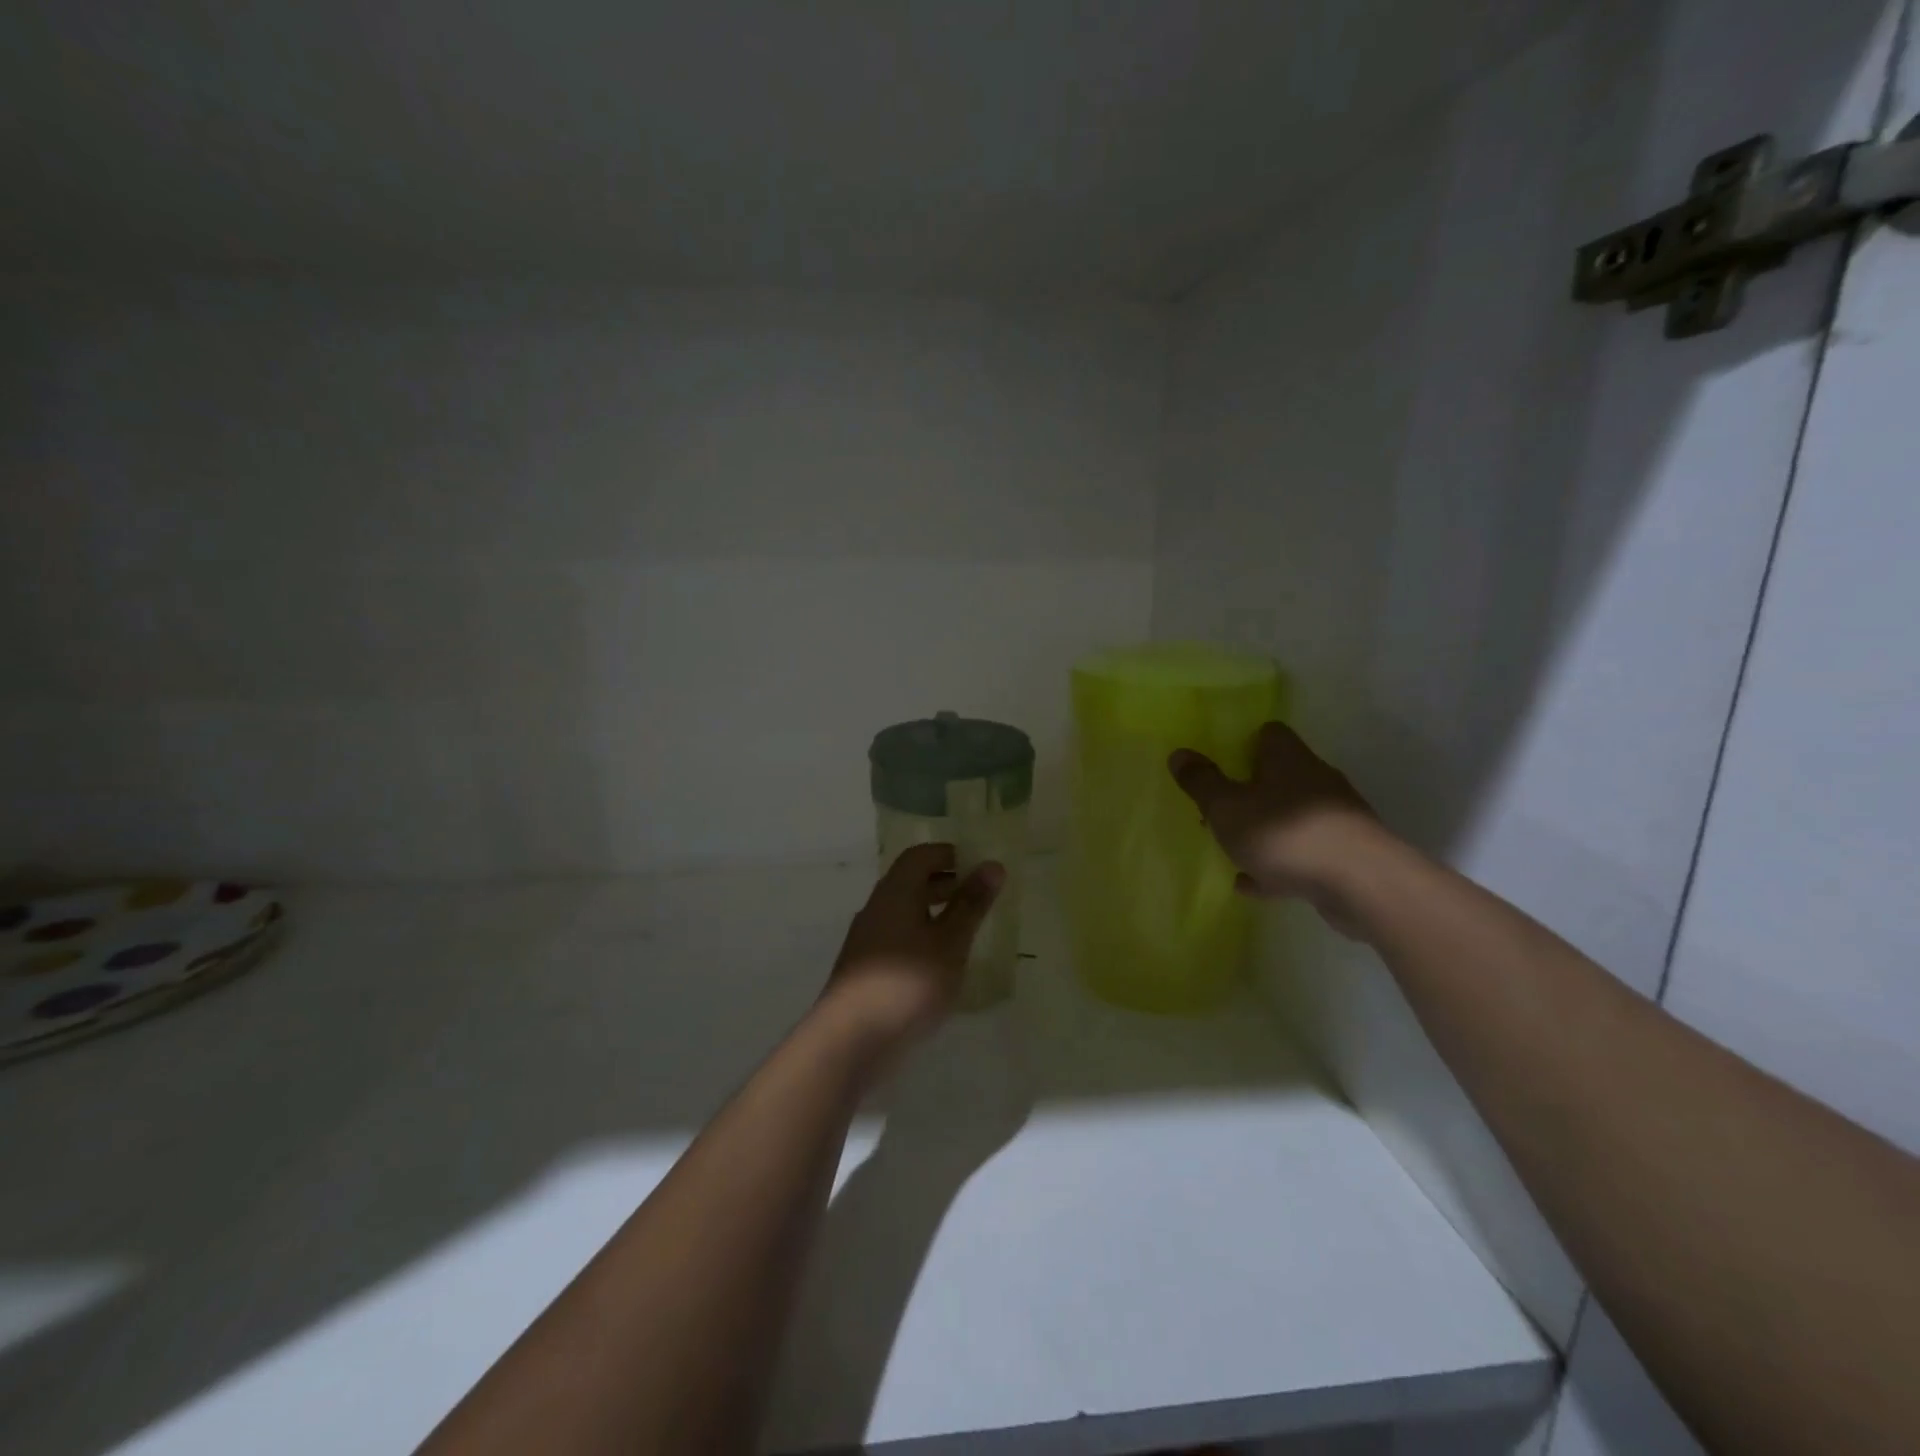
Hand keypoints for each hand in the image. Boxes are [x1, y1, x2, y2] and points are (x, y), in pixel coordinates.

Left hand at [818, 844, 1003, 1056]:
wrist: (851, 1041)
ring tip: (967, 932)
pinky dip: (922, 938)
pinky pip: (898, 938)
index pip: (921, 855)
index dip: (951, 855)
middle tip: (981, 897)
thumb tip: (993, 864)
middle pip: (911, 881)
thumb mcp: (950, 942)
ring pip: (905, 912)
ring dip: (935, 913)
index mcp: (895, 892)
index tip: (981, 867)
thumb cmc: (908, 984)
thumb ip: (971, 904)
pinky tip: (941, 965)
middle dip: (946, 883)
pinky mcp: (866, 968)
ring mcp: (867, 939)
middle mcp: (877, 908)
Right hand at [1169, 722, 1376, 928]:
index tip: (1222, 762)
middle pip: (1279, 775)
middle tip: (1219, 809)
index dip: (1244, 743)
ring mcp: (1334, 819)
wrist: (1361, 884)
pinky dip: (1277, 865)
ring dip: (1263, 830)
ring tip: (1232, 850)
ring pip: (1289, 817)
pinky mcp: (1344, 855)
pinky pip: (1301, 853)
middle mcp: (1315, 780)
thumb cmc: (1285, 834)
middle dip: (1250, 791)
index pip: (1269, 734)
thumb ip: (1201, 782)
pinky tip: (1254, 884)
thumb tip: (1179, 753)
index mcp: (1288, 759)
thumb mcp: (1227, 807)